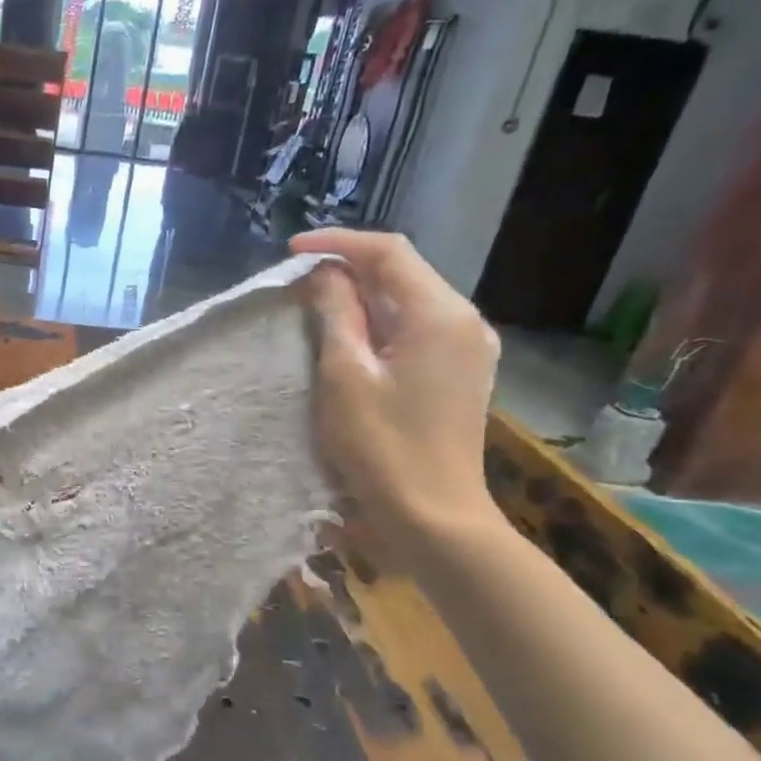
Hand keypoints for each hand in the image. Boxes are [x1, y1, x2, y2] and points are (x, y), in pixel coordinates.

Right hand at [292, 228, 501, 550]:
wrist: (433, 516)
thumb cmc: (382, 447)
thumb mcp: (345, 376)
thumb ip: (336, 314)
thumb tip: (326, 274)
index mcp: (440, 314)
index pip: (389, 252)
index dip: (338, 244)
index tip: (291, 252)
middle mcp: (465, 321)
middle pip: (404, 273)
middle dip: (351, 268)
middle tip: (300, 281)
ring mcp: (469, 349)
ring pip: (410, 302)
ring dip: (365, 297)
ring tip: (318, 306)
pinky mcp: (461, 374)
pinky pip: (418, 330)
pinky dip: (382, 323)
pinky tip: (354, 339)